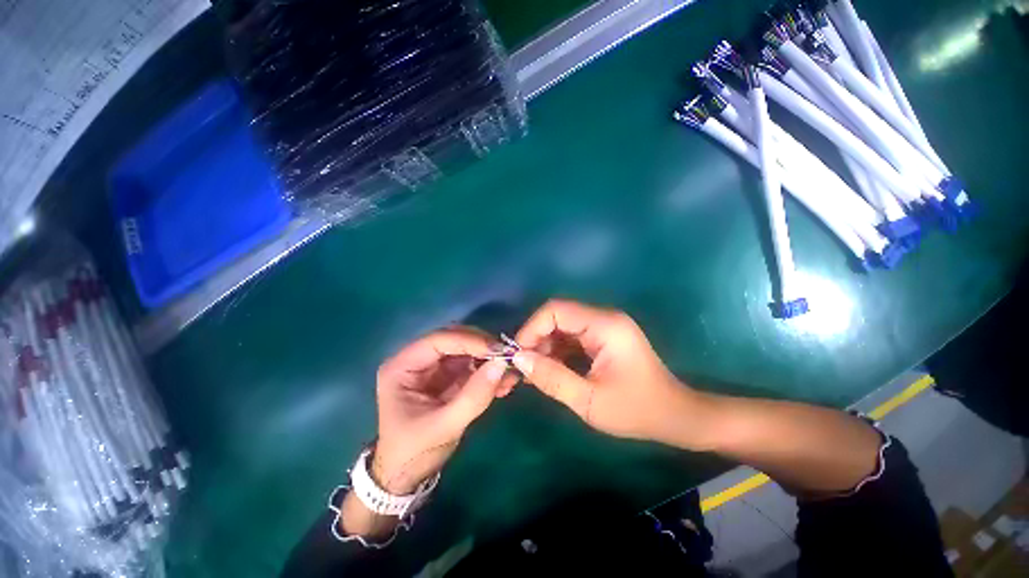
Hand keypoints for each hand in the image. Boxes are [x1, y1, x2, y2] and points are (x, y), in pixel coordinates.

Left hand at [372, 328, 514, 494]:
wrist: (406, 477)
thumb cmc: (415, 452)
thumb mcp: (445, 426)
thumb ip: (474, 396)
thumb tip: (501, 364)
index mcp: (402, 367)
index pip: (438, 340)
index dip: (469, 340)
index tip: (498, 349)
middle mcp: (417, 360)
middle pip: (454, 339)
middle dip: (482, 347)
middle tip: (507, 357)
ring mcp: (433, 368)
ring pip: (466, 350)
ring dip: (489, 359)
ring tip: (510, 374)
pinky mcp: (448, 377)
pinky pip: (472, 365)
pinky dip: (488, 371)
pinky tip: (504, 383)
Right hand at [513, 300, 697, 444]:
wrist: (675, 417)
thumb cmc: (636, 410)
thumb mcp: (589, 400)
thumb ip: (551, 378)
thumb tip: (518, 359)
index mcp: (604, 325)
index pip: (556, 310)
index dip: (531, 328)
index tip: (517, 354)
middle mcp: (603, 318)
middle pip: (557, 316)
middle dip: (536, 339)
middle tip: (522, 366)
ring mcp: (603, 327)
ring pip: (561, 327)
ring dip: (544, 346)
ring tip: (532, 371)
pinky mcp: (602, 338)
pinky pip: (570, 337)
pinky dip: (556, 351)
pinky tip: (548, 370)